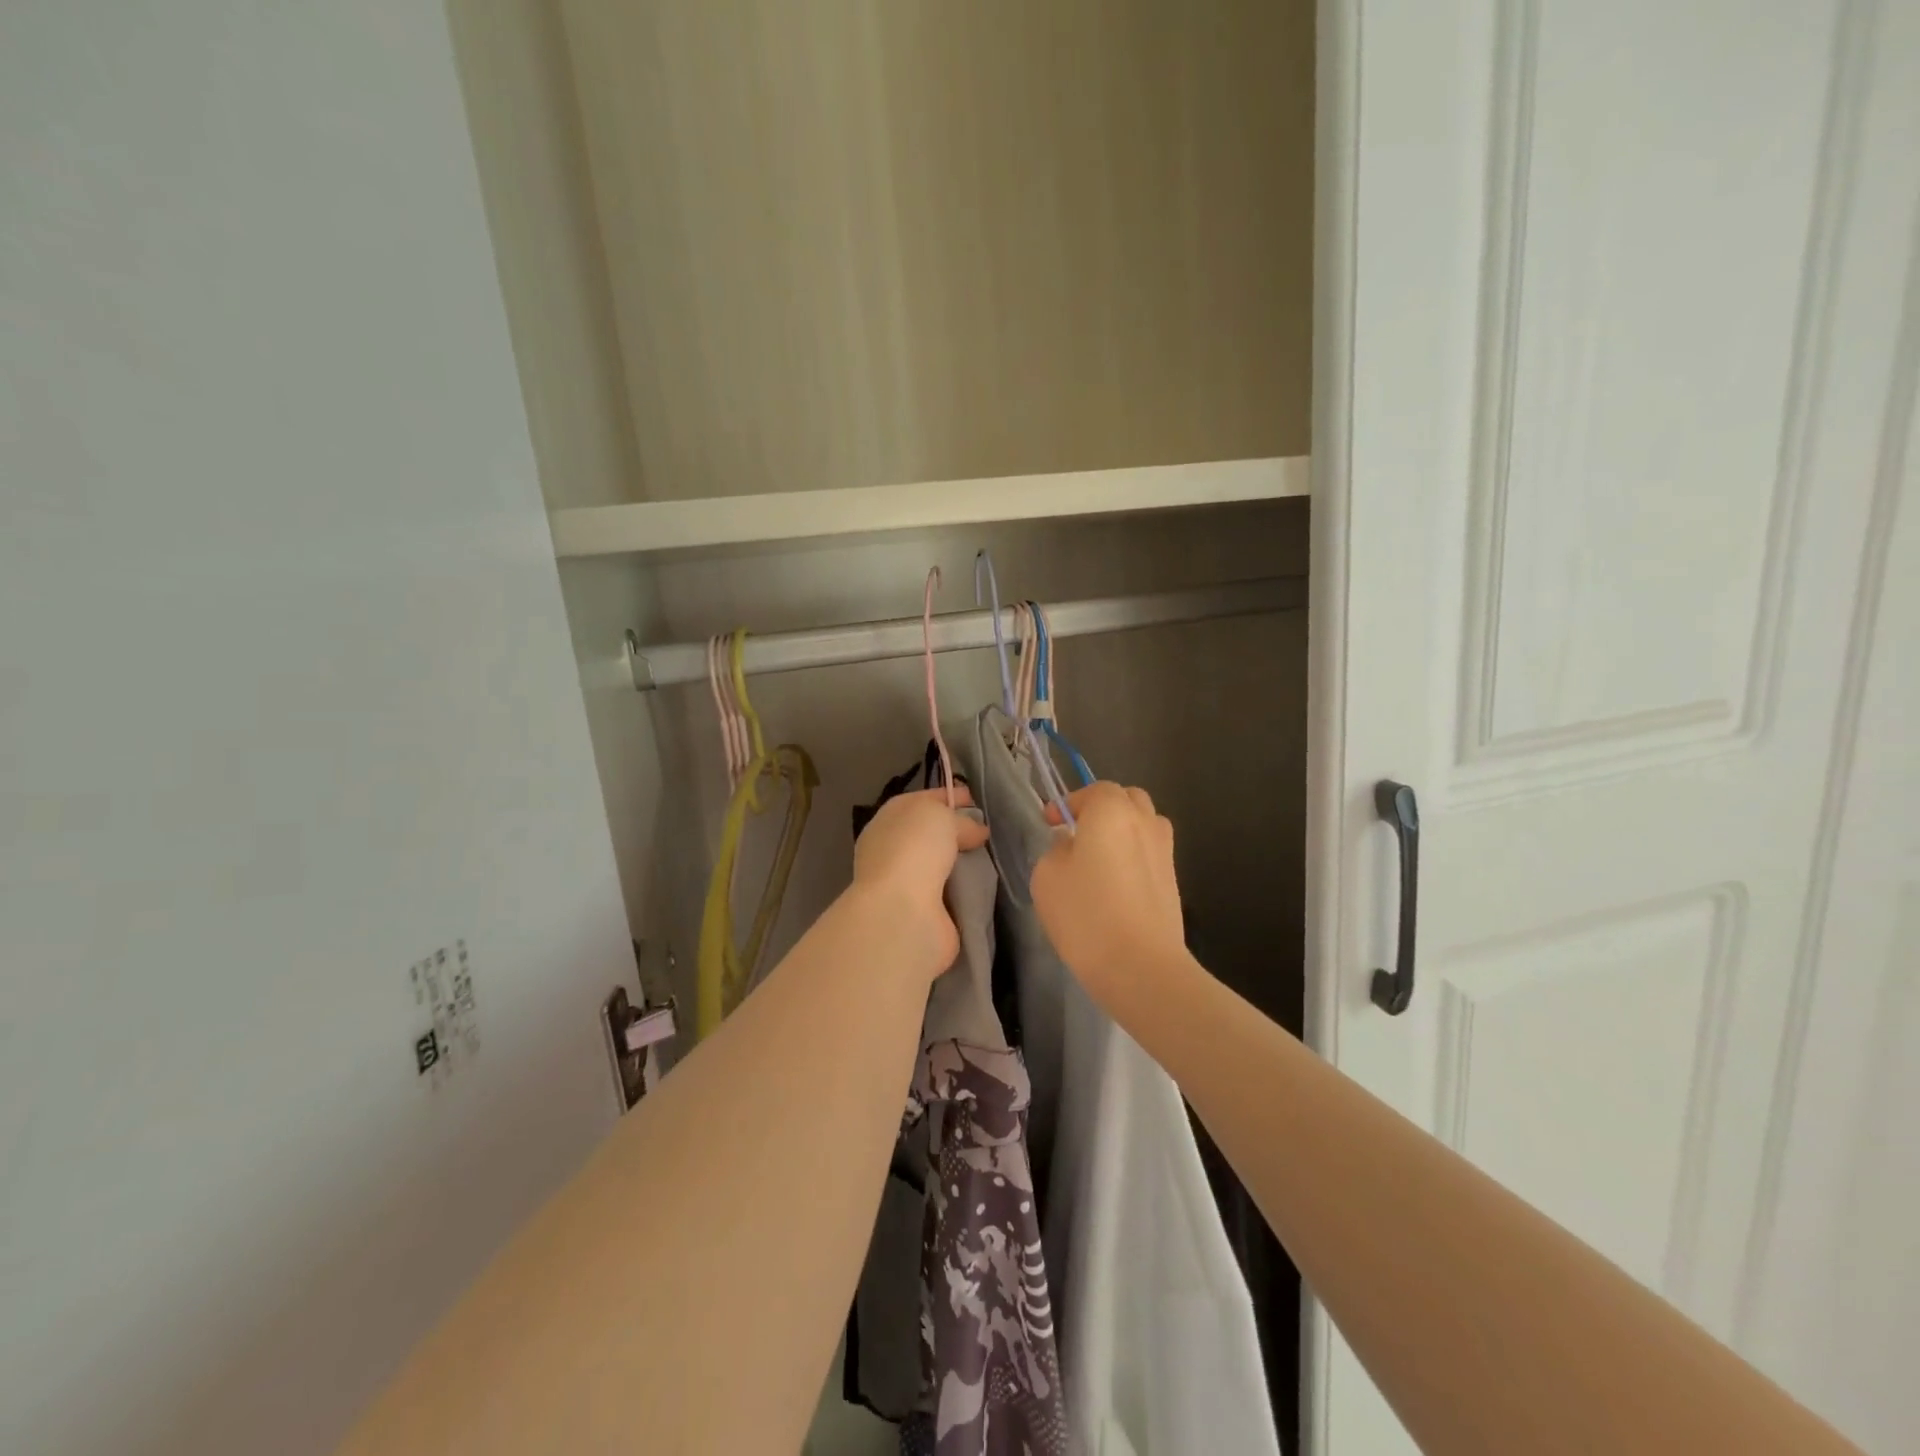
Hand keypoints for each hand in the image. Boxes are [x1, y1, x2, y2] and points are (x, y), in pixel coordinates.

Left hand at [851, 786, 991, 973]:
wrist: (902, 911)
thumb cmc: (914, 850)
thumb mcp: (939, 816)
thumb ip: (959, 819)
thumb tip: (976, 831)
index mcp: (889, 819)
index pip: (922, 800)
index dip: (948, 796)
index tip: (976, 799)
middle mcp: (892, 849)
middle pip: (932, 833)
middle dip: (959, 830)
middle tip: (989, 830)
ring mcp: (905, 882)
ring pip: (942, 863)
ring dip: (963, 861)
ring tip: (993, 856)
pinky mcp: (923, 911)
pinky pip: (951, 891)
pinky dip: (966, 888)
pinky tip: (986, 883)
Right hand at [1031, 782, 1188, 1010]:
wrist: (1141, 966)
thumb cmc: (1086, 913)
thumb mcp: (1047, 875)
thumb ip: (1057, 849)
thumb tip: (1073, 847)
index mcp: (1112, 811)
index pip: (1094, 790)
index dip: (1069, 802)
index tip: (1049, 823)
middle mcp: (1145, 822)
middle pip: (1126, 800)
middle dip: (1102, 809)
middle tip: (1077, 833)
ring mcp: (1165, 851)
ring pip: (1144, 825)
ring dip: (1122, 831)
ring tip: (1099, 857)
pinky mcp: (1173, 881)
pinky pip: (1150, 854)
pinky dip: (1133, 857)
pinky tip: (1115, 885)